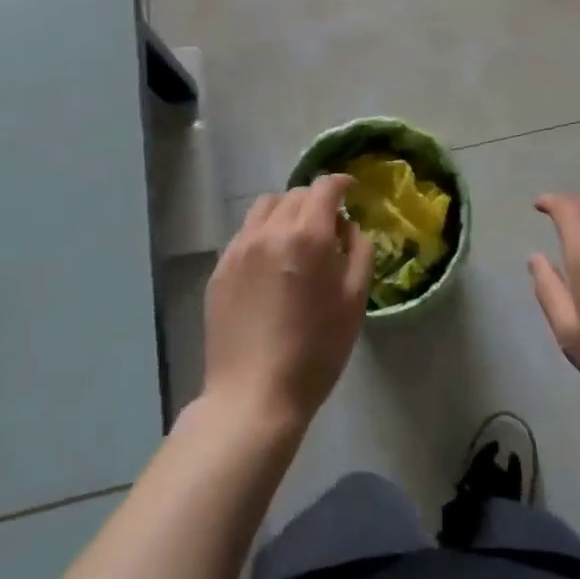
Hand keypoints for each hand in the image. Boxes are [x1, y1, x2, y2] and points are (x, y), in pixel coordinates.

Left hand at [202, 175, 370, 433]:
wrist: (254, 395)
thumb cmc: (316, 351)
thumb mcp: (355, 301)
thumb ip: (359, 252)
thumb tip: (349, 227)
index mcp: (308, 235)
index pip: (323, 187)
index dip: (340, 183)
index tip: (350, 190)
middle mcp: (270, 231)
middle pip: (295, 194)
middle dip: (315, 201)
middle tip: (328, 225)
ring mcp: (240, 248)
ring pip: (265, 207)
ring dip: (286, 210)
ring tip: (296, 237)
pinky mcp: (221, 268)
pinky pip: (246, 233)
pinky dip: (264, 232)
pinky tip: (271, 262)